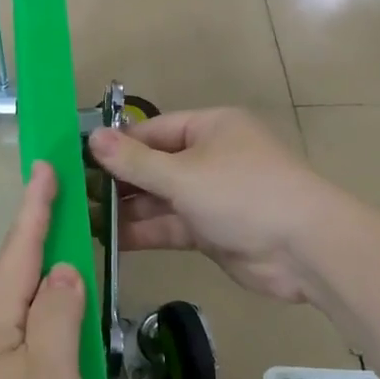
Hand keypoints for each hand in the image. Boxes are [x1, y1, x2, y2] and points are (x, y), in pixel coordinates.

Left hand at [0, 162, 86, 378]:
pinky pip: (28, 349)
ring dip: (44, 281)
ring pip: (22, 311)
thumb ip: (60, 317)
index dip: (36, 206)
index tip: (45, 165)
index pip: (22, 247)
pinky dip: (48, 330)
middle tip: (64, 205)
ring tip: (71, 264)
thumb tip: (64, 269)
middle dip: (38, 235)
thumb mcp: (50, 375)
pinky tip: (64, 344)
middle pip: (16, 273)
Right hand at [88, 109, 337, 304]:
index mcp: (209, 128)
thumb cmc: (243, 194)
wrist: (305, 250)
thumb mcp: (183, 174)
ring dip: (127, 210)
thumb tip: (92, 137)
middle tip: (74, 195)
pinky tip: (110, 240)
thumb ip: (135, 161)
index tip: (78, 160)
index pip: (152, 131)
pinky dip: (145, 232)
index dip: (117, 145)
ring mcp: (212, 196)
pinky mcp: (212, 230)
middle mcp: (210, 157)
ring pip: (160, 199)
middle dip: (117, 181)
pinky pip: (171, 225)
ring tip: (83, 219)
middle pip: (154, 165)